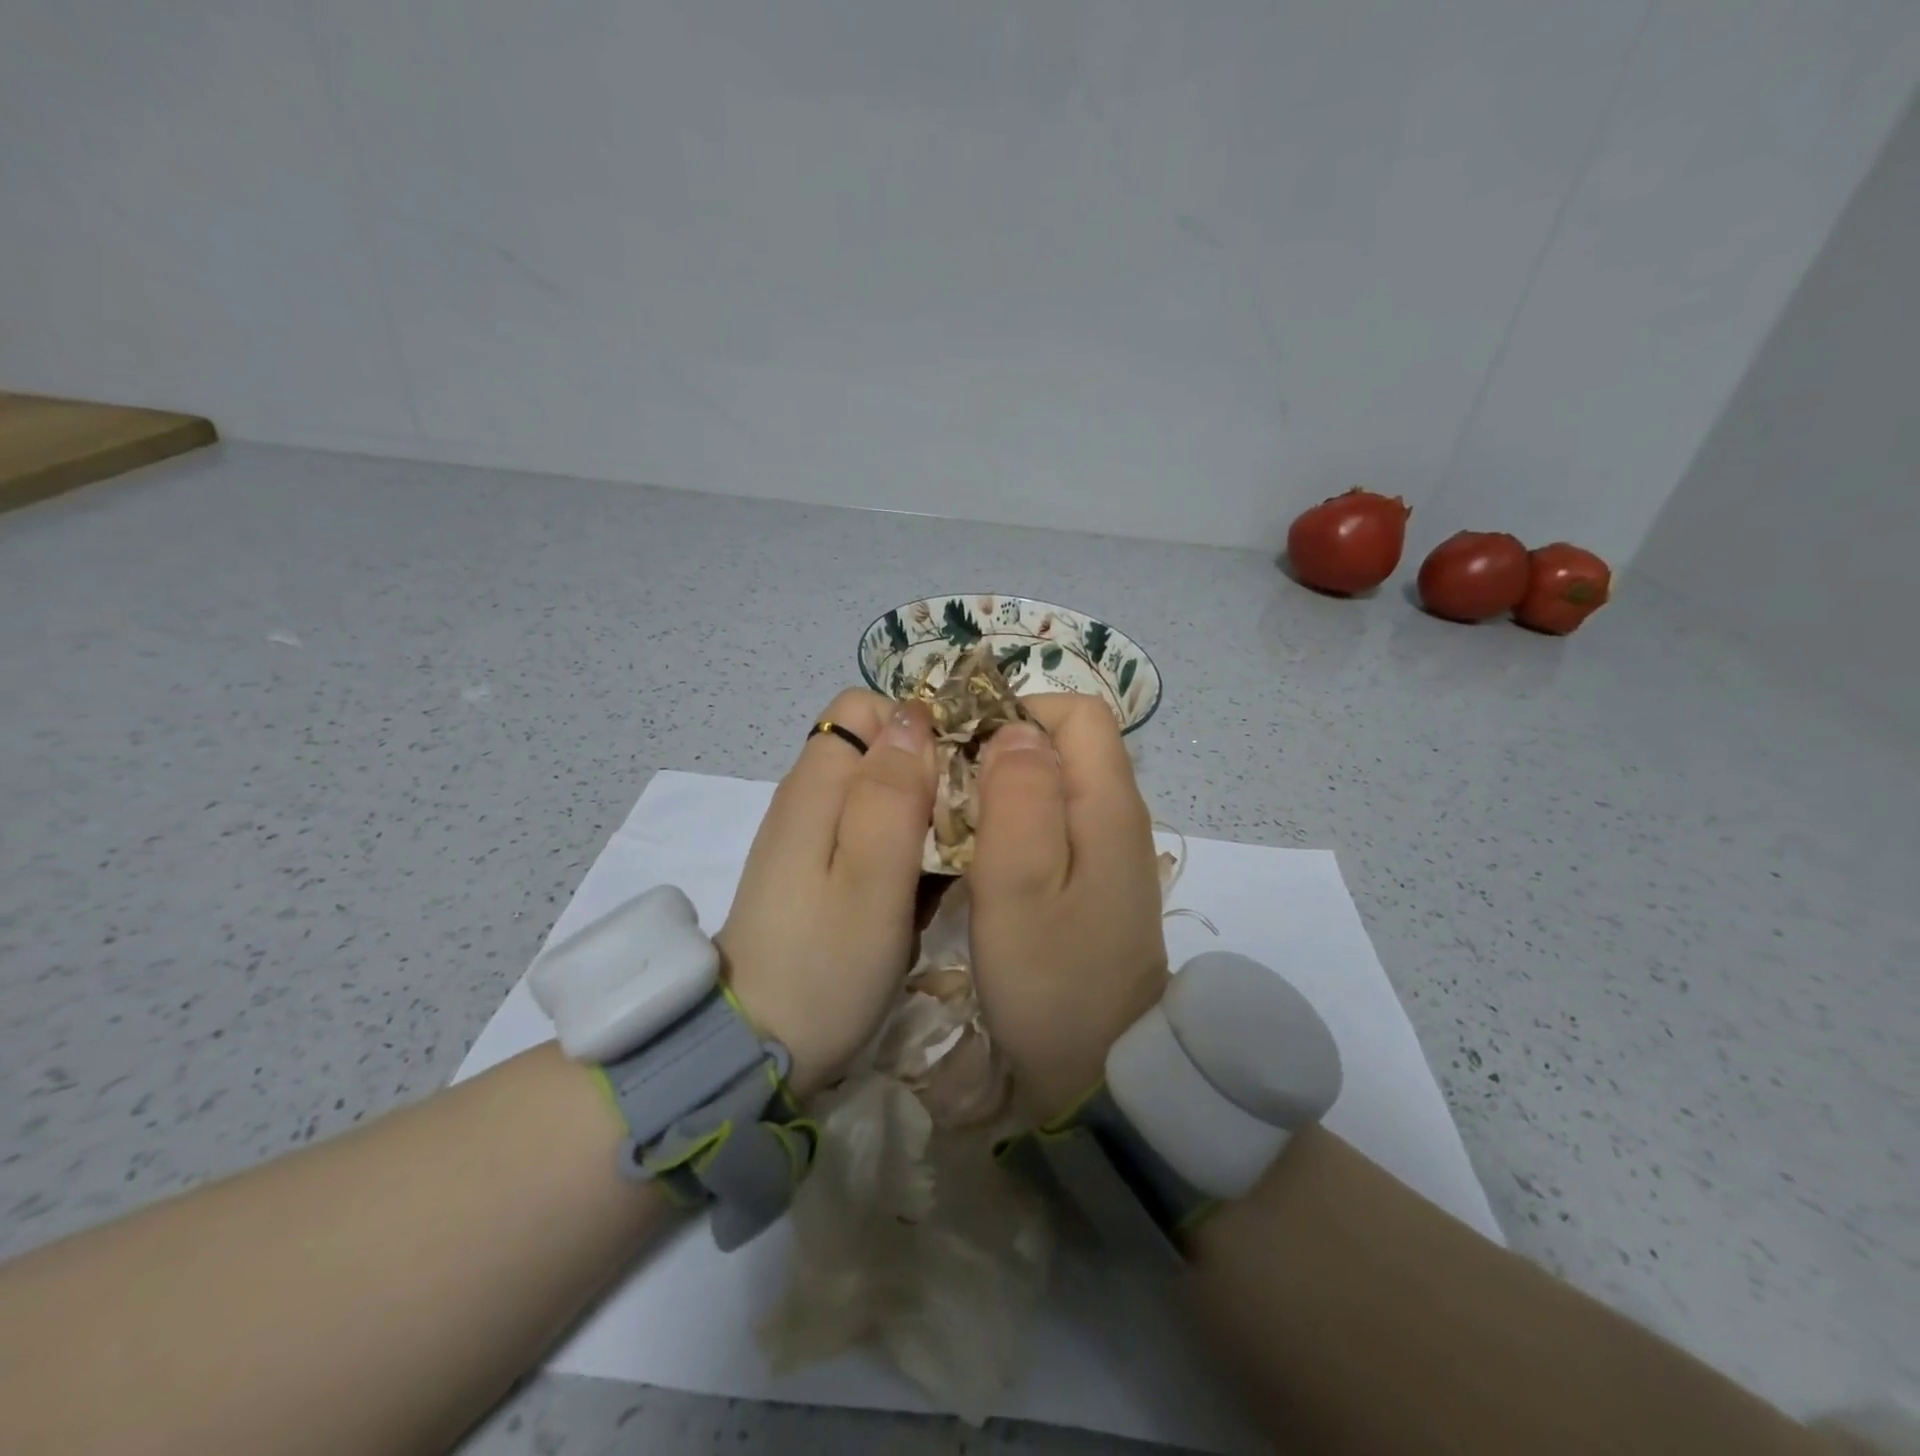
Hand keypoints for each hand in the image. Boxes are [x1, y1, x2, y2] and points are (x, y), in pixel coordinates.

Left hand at [718, 689, 935, 1099]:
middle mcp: (807, 797)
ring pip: (879, 792)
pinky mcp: (815, 872)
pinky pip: (869, 834)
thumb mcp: (872, 876)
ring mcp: (808, 836)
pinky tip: (917, 891)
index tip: (957, 775)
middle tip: (959, 828)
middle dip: (926, 773)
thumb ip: (893, 792)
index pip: (867, 707)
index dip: (917, 727)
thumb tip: (914, 717)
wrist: (759, 1049)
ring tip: (946, 864)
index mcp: (817, 784)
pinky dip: (901, 849)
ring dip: (919, 815)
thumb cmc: (826, 963)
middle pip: (877, 748)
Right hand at [968, 694, 1168, 1120]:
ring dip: (1003, 787)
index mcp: (1108, 804)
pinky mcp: (1095, 879)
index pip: (1076, 712)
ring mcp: (1109, 849)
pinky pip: (1055, 821)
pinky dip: (1015, 821)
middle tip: (948, 790)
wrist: (1101, 1071)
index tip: (964, 747)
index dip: (1019, 712)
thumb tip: (1014, 730)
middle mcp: (1118, 814)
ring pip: (1055, 782)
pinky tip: (982, 856)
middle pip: (1065, 743)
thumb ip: (1019, 798)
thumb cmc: (1052, 980)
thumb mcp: (1021, 887)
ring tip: (955, 822)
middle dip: (1002, 748)